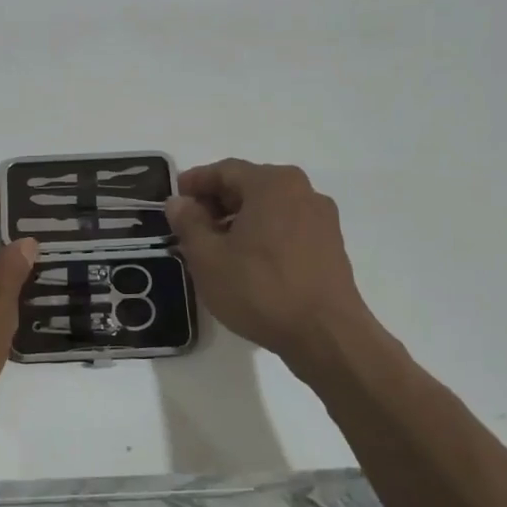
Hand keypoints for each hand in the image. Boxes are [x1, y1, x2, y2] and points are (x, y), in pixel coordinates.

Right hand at [166, 159, 371, 365]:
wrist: (326, 336)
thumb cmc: (260, 289)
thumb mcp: (208, 257)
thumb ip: (188, 223)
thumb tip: (179, 202)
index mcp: (272, 183)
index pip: (224, 170)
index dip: (195, 182)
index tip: (174, 199)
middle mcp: (302, 190)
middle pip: (249, 185)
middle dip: (217, 201)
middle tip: (190, 225)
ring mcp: (322, 218)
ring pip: (269, 207)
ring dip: (239, 219)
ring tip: (216, 246)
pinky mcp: (331, 245)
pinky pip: (288, 226)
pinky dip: (263, 233)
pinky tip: (247, 260)